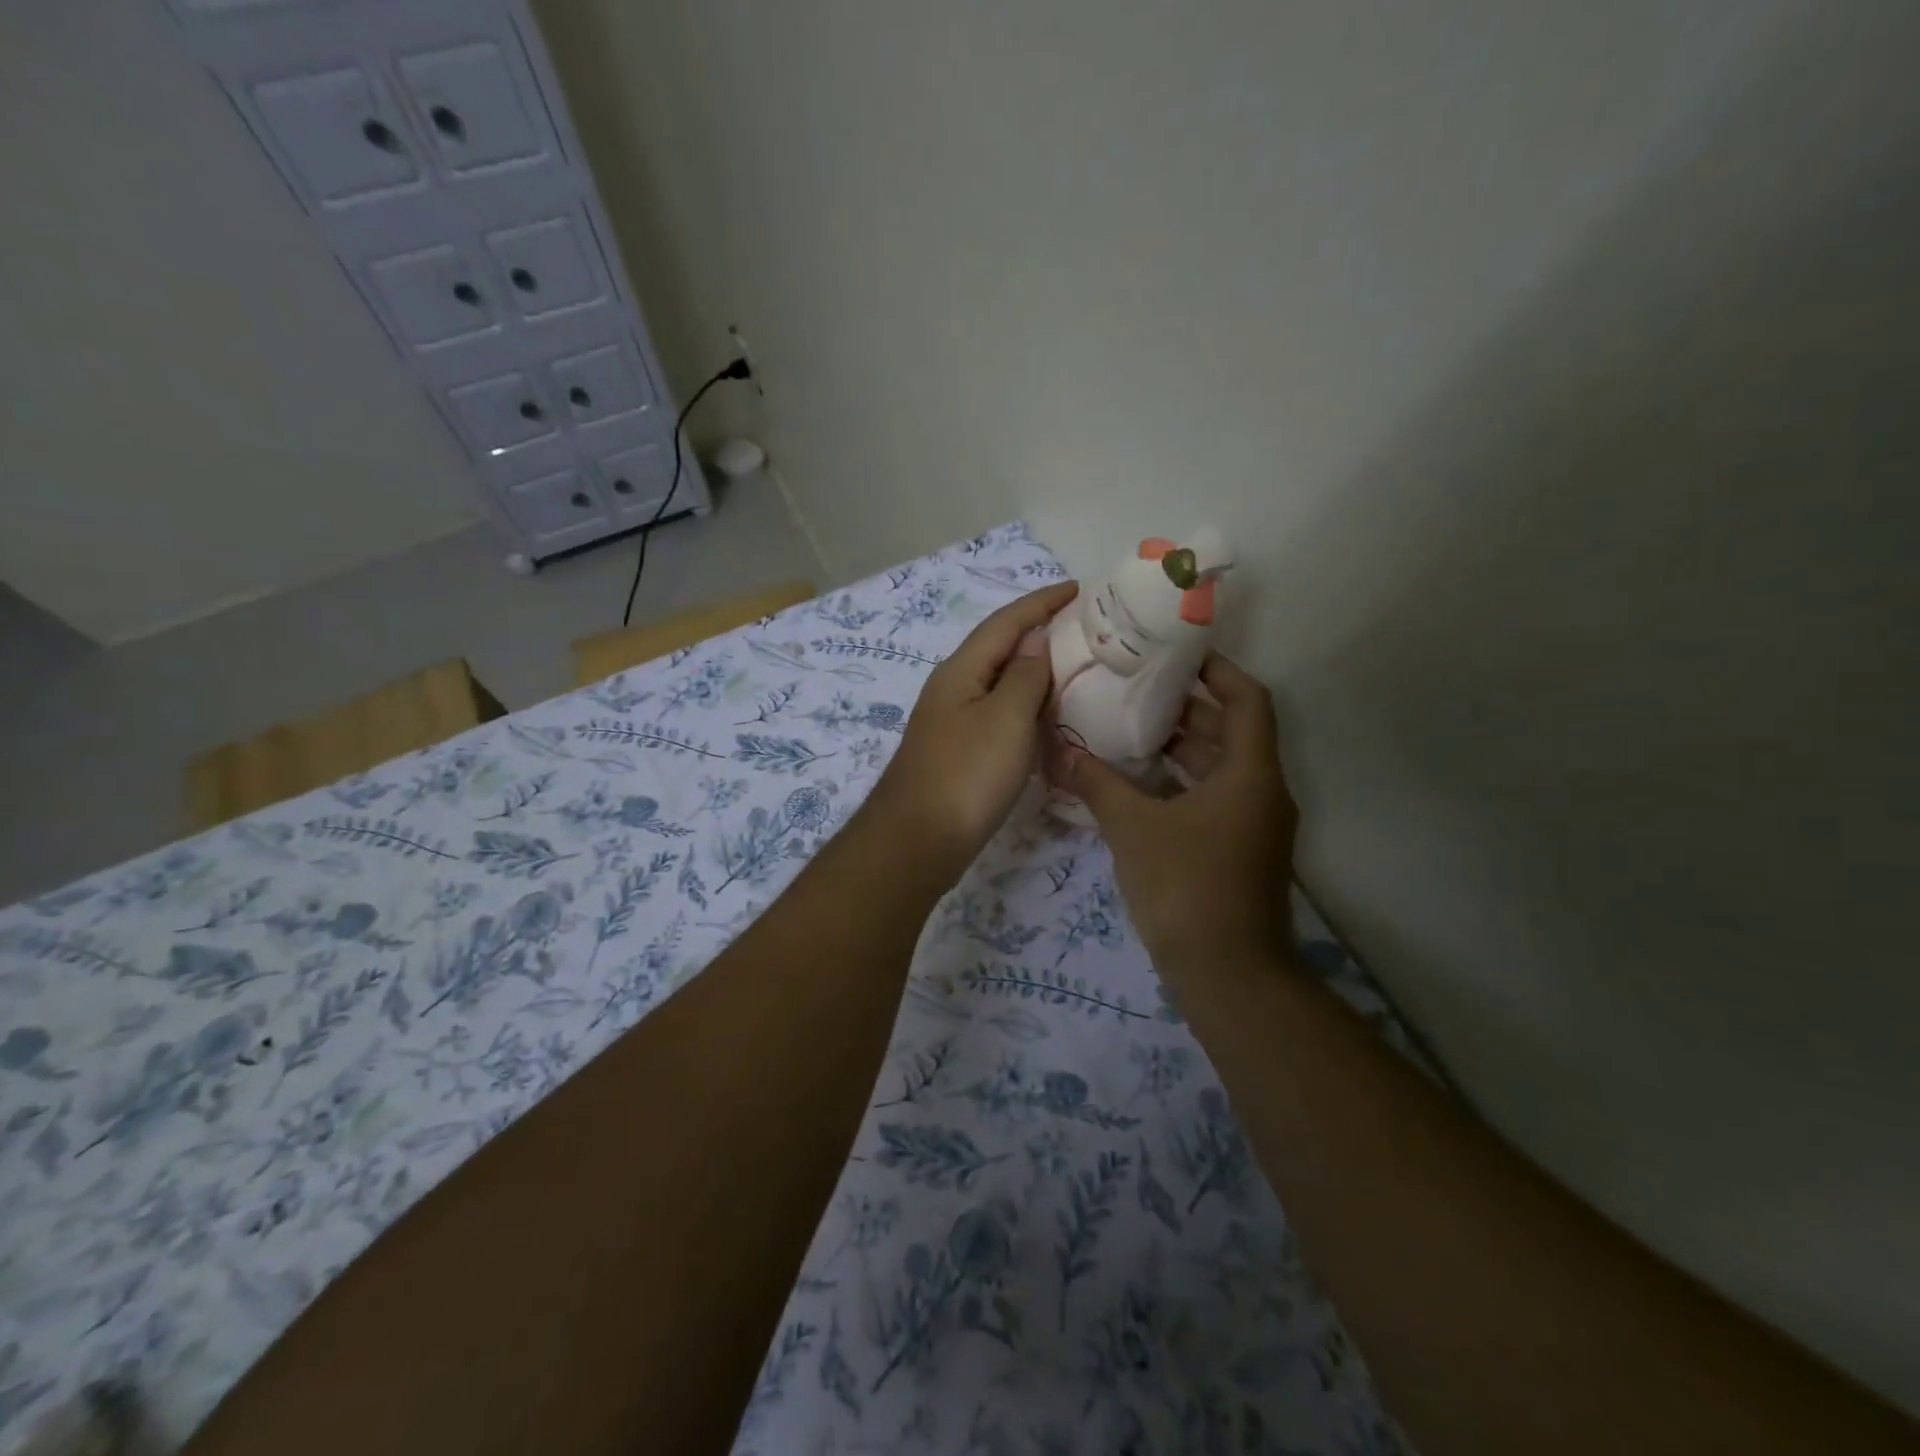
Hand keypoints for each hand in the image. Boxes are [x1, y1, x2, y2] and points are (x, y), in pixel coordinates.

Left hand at [869, 581, 1078, 877]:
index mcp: (962, 670)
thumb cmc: (966, 775)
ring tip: (1077, 668)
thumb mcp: (1006, 719)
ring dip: (1035, 671)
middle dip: (1040, 633)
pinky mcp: (960, 752)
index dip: (1042, 601)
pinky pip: (999, 715)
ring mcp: (954, 721)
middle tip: (1087, 630)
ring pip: (1000, 684)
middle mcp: (954, 688)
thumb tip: (1036, 639)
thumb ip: (1025, 675)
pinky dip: (1027, 708)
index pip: (1006, 621)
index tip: (1080, 588)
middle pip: (1000, 648)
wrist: (918, 841)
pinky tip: (1048, 718)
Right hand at [1051, 653, 1296, 981]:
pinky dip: (1182, 783)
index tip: (1177, 655)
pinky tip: (1138, 784)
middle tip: (1138, 690)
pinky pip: (1214, 799)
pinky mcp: (1240, 852)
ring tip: (1131, 730)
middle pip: (1233, 732)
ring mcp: (1254, 826)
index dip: (1217, 671)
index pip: (1247, 700)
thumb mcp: (1133, 828)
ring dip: (1183, 748)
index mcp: (1251, 774)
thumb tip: (1060, 750)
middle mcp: (1262, 792)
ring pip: (1222, 768)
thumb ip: (1097, 783)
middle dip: (1188, 709)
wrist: (1228, 975)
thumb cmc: (1186, 887)